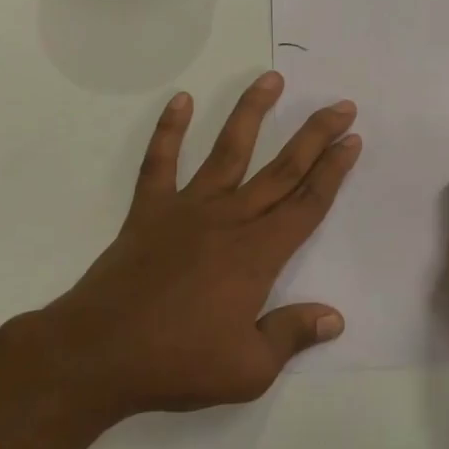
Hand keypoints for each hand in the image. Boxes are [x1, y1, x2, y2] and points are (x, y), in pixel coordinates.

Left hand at [24, 73, 360, 423]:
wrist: (96, 355)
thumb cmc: (177, 363)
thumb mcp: (249, 369)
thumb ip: (292, 335)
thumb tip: (335, 318)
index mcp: (258, 254)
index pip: (308, 203)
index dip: (334, 171)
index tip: (352, 140)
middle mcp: (229, 219)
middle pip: (283, 169)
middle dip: (315, 135)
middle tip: (341, 106)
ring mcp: (187, 209)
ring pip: (228, 151)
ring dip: (252, 112)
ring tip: (272, 79)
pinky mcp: (149, 211)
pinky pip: (160, 162)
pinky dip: (169, 130)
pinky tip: (181, 100)